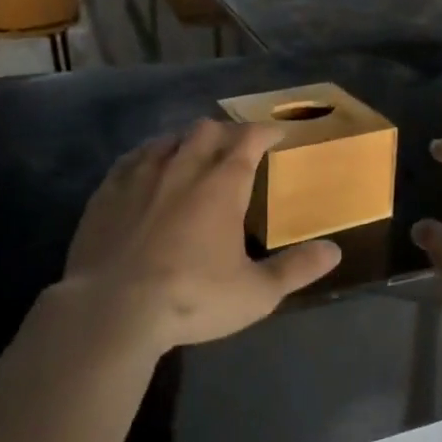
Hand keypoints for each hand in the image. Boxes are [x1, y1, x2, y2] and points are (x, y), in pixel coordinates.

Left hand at [56, 120, 341, 349]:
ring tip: (194, 153)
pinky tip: (148, 167)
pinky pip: (132, 158)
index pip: (248, 140)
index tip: (276, 133)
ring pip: (169, 139)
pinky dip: (149, 155)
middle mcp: (183, 168)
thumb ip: (296, 269)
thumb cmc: (191, 298)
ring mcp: (141, 176)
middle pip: (207, 131)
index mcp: (222, 185)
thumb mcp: (255, 293)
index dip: (265, 131)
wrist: (111, 310)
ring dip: (187, 141)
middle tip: (236, 146)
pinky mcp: (107, 192)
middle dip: (226, 132)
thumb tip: (334, 251)